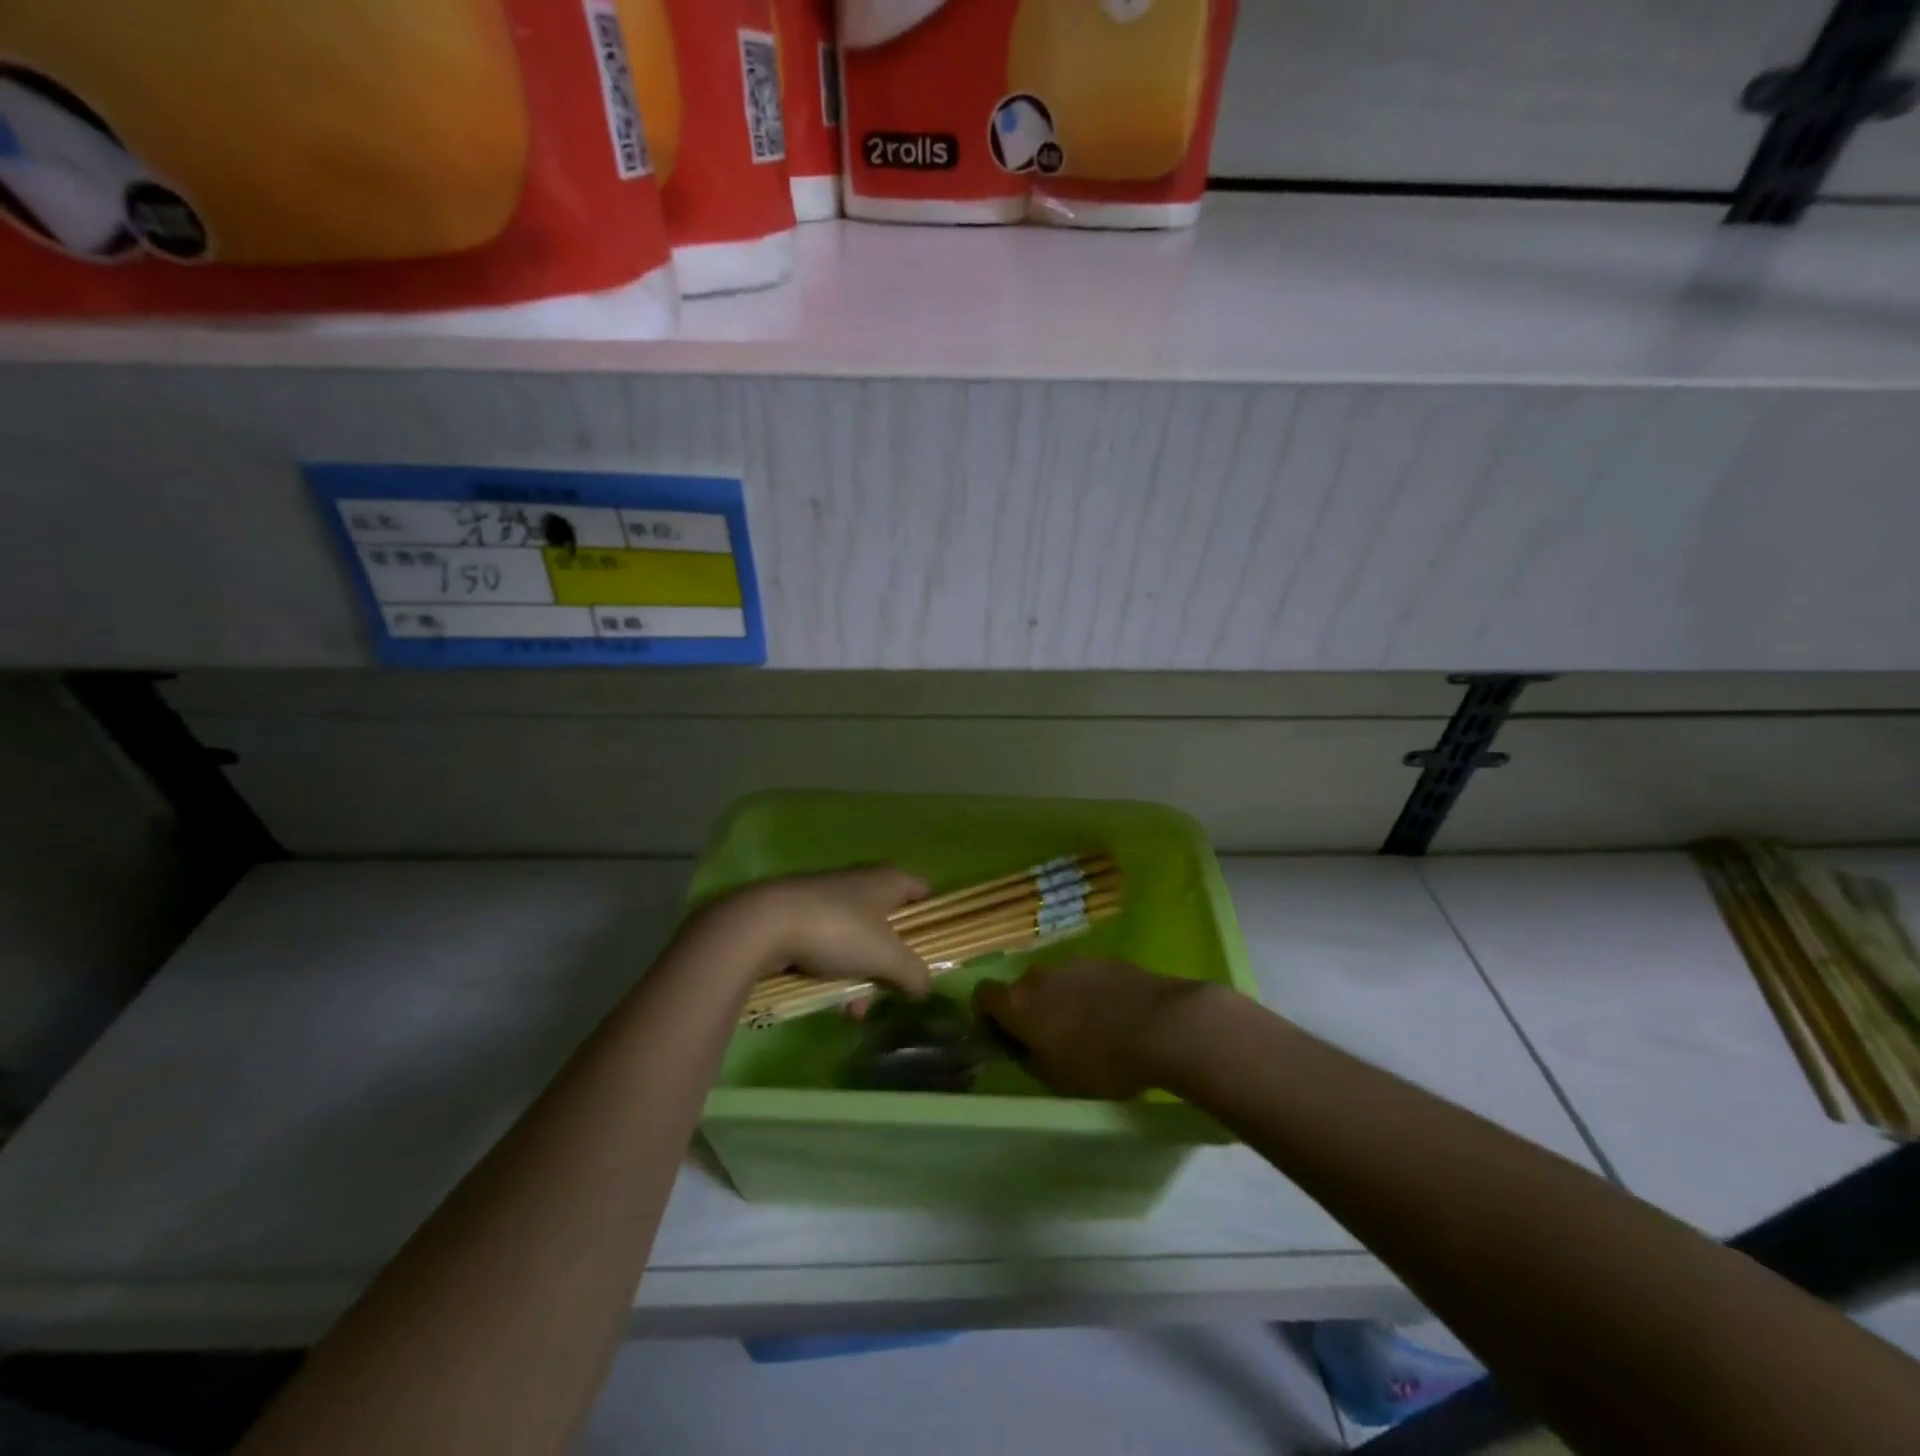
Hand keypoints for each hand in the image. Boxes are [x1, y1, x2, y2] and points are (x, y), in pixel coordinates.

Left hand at [702, 866, 932, 998]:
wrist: (763, 925)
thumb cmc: (837, 931)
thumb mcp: (886, 956)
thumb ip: (913, 972)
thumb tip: (925, 986)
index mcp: (887, 881)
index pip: (923, 891)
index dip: (933, 917)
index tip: (936, 949)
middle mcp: (860, 884)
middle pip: (890, 925)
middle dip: (891, 965)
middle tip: (891, 991)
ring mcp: (828, 900)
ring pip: (858, 943)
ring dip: (861, 978)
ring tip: (852, 1011)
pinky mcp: (800, 918)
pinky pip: (829, 948)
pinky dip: (833, 974)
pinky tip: (828, 1003)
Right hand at [973, 957, 1213, 1100]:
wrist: (1162, 1026)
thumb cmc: (1102, 1062)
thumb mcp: (1057, 1079)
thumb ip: (1030, 1059)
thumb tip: (1023, 1048)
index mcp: (1019, 1004)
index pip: (982, 996)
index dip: (987, 1016)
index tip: (1002, 1037)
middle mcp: (1039, 975)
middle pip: (1021, 988)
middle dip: (1029, 1010)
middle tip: (1049, 1040)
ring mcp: (1074, 963)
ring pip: (1055, 982)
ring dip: (1061, 1001)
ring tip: (1088, 1029)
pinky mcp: (1105, 960)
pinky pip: (1085, 977)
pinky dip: (1090, 993)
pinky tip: (1114, 1016)